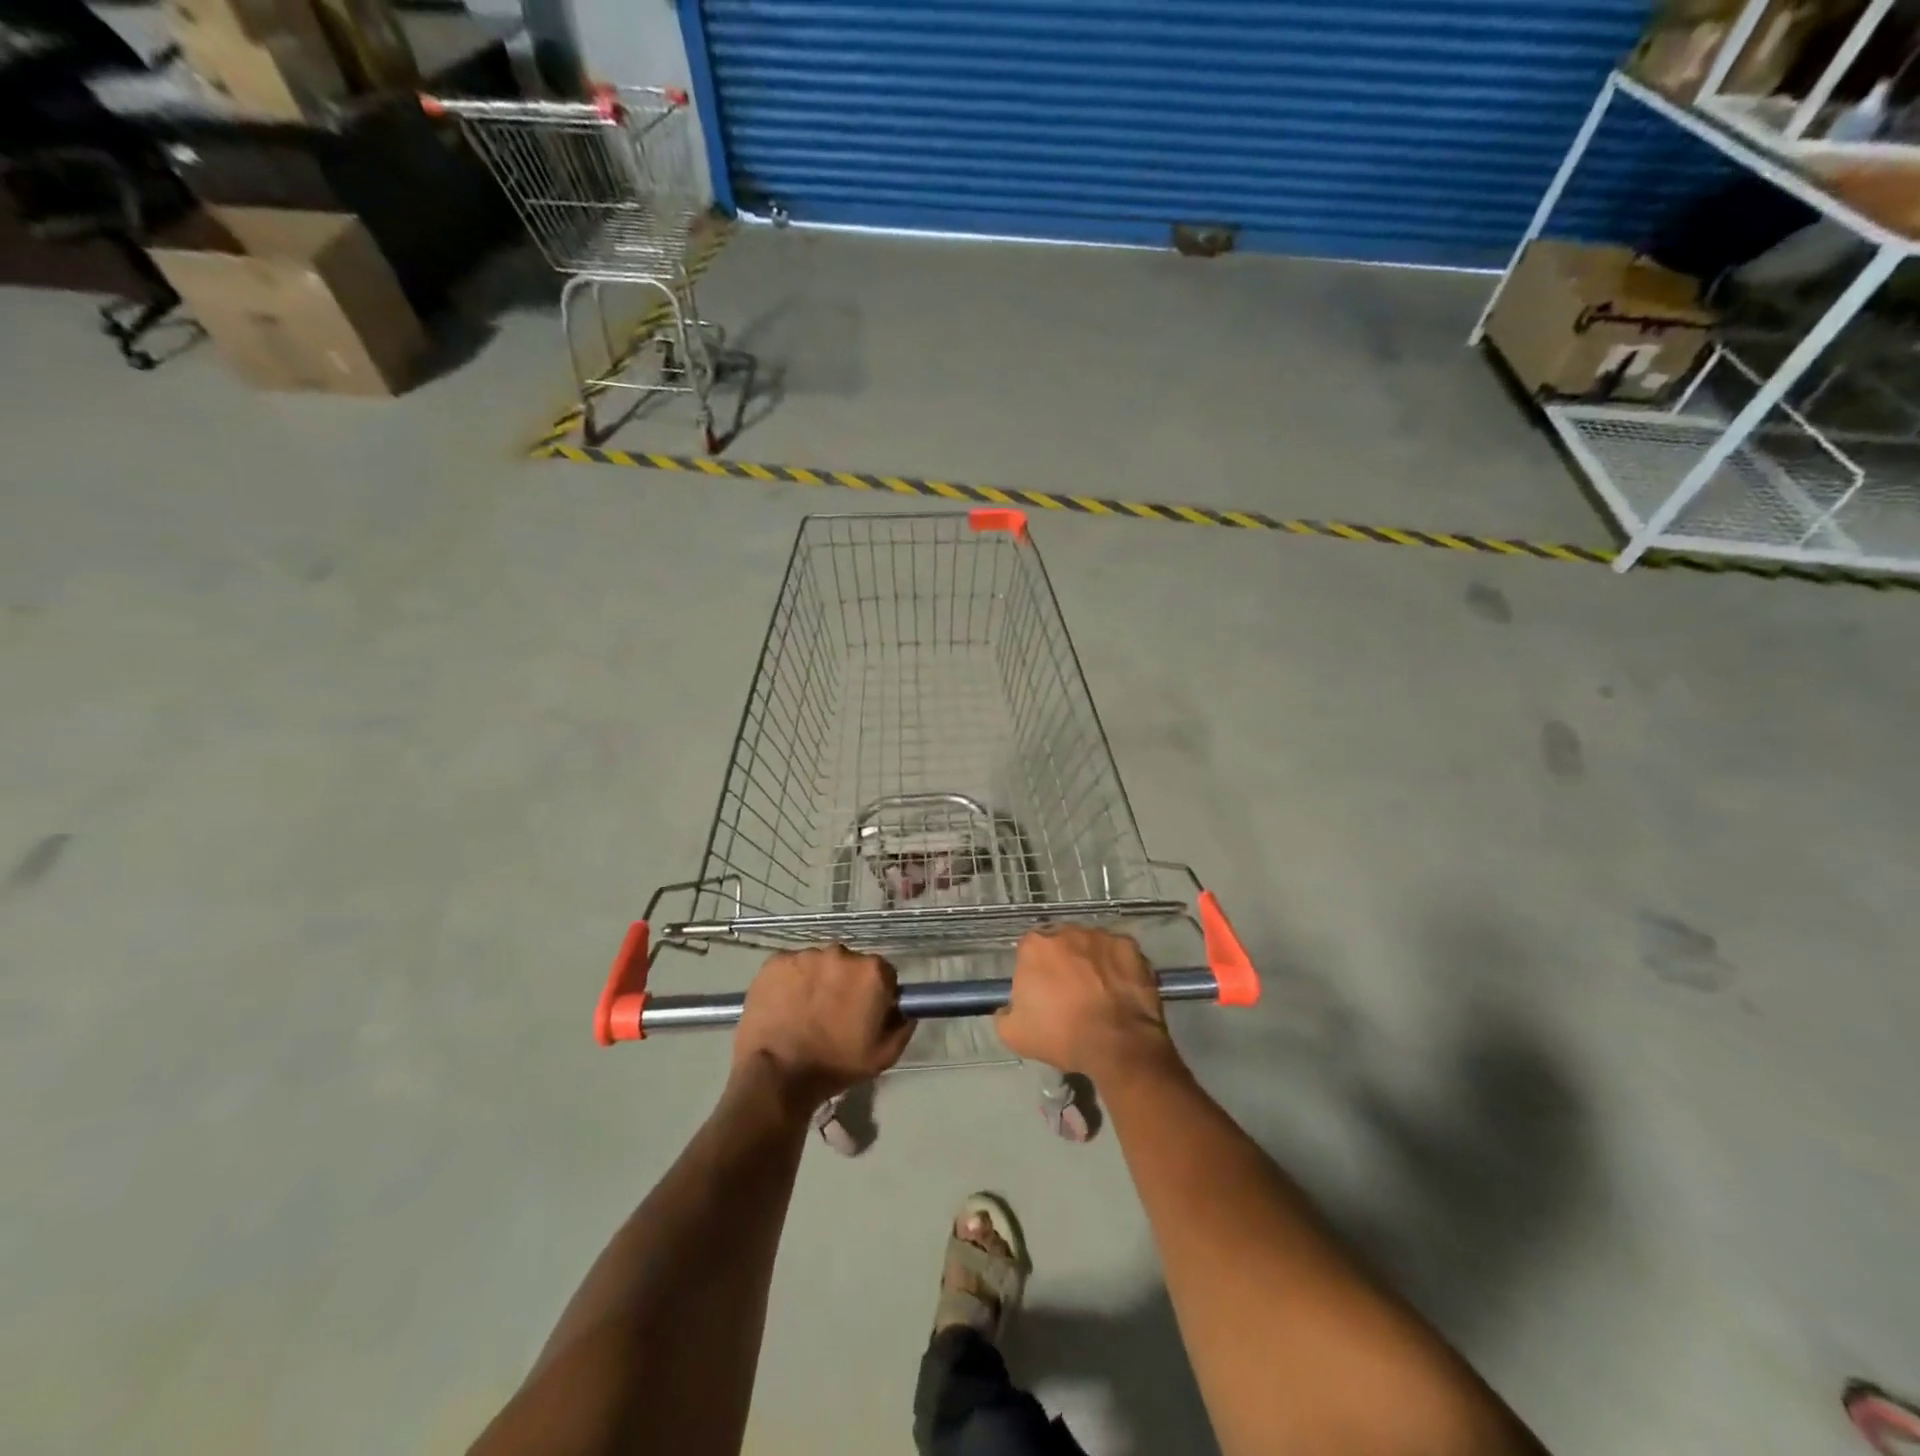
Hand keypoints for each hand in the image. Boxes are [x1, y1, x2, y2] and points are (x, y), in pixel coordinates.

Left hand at [732, 945, 913, 1112]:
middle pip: (850, 964)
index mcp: (872, 972)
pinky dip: (791, 981)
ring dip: (818, 981)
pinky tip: (784, 1004)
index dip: (876, 993)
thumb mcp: (883, 1056)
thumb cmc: (834, 1066)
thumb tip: (905, 1010)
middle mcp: (842, 953)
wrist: (775, 1074)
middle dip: (846, 983)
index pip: (883, 973)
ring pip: (819, 964)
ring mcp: (806, 954)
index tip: (865, 1012)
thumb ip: (902, 1026)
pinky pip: (792, 966)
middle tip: (833, 1013)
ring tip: (805, 1011)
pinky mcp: (776, 960)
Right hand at [995, 925, 1176, 1080]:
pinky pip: (1118, 952)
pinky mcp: (1129, 946)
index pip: (1029, 950)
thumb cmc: (1062, 1035)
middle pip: (1060, 942)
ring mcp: (1101, 936)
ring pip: (1090, 944)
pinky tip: (1119, 988)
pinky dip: (1117, 965)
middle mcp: (1067, 931)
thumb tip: (1007, 1008)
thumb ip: (1004, 1014)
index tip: (1042, 991)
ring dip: (1090, 961)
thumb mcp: (1014, 1035)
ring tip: (1098, 991)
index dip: (1035, 971)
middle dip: (1063, 961)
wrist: (1117, 1044)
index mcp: (1035, 946)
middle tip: (1070, 991)